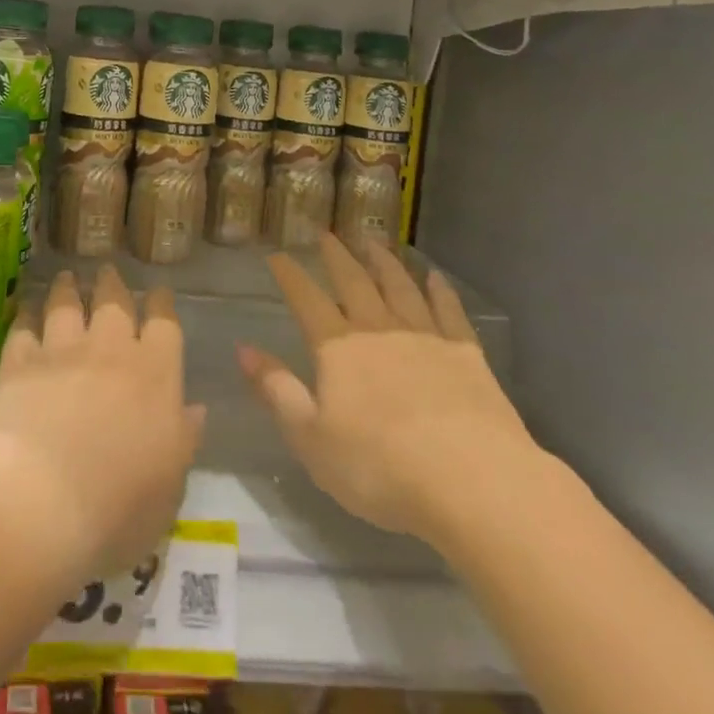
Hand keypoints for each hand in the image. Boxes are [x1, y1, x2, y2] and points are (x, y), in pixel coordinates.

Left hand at [0, 265, 204, 582]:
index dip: (161, 305)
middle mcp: (110, 351)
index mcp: (156, 376)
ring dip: (68, 289)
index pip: (164, 325)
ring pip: (67, 305)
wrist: (36, 501)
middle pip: (114, 303)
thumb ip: (182, 443)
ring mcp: (61, 352)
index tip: (158, 293)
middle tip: (108, 272)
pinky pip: (24, 328)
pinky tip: (25, 311)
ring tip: (67, 279)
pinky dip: (26, 316)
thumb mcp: (168, 490)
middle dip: (113, 285)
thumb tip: (193, 410)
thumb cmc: (115, 508)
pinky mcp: (18, 363)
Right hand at [239, 234, 538, 546]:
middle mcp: (378, 329)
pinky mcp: (466, 354)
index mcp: (338, 348)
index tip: (277, 255)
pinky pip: (448, 310)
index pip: (306, 300)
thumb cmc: (379, 466)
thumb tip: (243, 349)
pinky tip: (434, 276)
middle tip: (327, 233)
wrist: (471, 480)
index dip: (290, 275)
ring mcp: (425, 337)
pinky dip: (439, 290)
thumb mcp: (311, 438)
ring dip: (384, 261)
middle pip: (354, 281)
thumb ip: (277, 390)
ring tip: (373, 241)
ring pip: (399, 286)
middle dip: (337, 256)